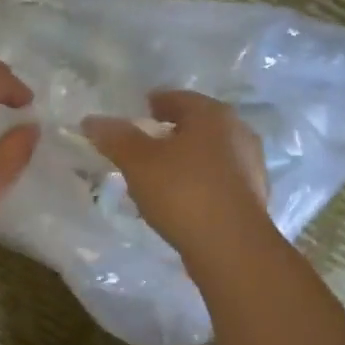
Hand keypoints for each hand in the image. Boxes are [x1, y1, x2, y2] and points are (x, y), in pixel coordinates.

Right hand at [83, 90, 270, 256]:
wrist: (231, 246)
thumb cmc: (183, 192)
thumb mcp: (138, 162)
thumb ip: (116, 138)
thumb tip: (92, 120)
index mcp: (212, 114)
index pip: (177, 98)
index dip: (153, 104)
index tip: (135, 115)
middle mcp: (237, 132)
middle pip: (196, 125)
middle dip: (169, 133)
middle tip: (142, 146)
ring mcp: (250, 165)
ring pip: (208, 154)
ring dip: (184, 160)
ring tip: (157, 176)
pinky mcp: (252, 196)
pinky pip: (217, 180)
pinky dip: (197, 183)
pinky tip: (180, 201)